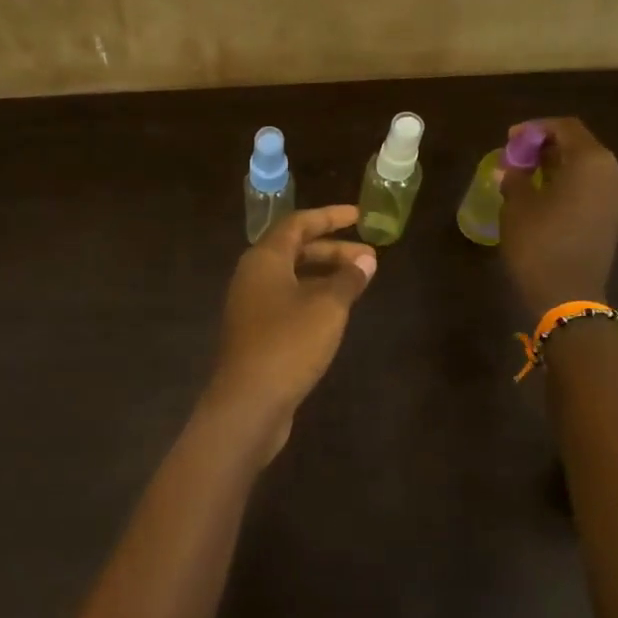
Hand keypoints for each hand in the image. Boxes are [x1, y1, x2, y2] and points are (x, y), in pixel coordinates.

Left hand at [206, 205, 376, 449]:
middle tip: (369, 257)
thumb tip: (365, 259)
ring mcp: (251, 307)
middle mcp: (252, 277)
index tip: (359, 216)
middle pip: (294, 251)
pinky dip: (313, 298)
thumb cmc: (288, 345)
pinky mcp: (256, 334)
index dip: (329, 217)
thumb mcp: (327, 308)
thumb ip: (348, 279)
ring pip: (292, 279)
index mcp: (264, 260)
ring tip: (359, 282)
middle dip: (333, 250)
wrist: (248, 402)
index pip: (297, 224)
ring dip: (325, 276)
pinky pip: (288, 302)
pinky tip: (335, 312)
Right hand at [499, 117, 617, 316]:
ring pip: (588, 172)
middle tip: (519, 158)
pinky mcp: (616, 221)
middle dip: (549, 149)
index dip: (536, 129)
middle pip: (581, 148)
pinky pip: (593, 193)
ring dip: (560, 170)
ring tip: (529, 179)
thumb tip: (512, 167)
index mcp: (593, 161)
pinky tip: (547, 200)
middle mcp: (615, 173)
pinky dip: (571, 189)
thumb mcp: (517, 205)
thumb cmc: (539, 242)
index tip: (511, 138)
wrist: (567, 295)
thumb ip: (516, 177)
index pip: (566, 128)